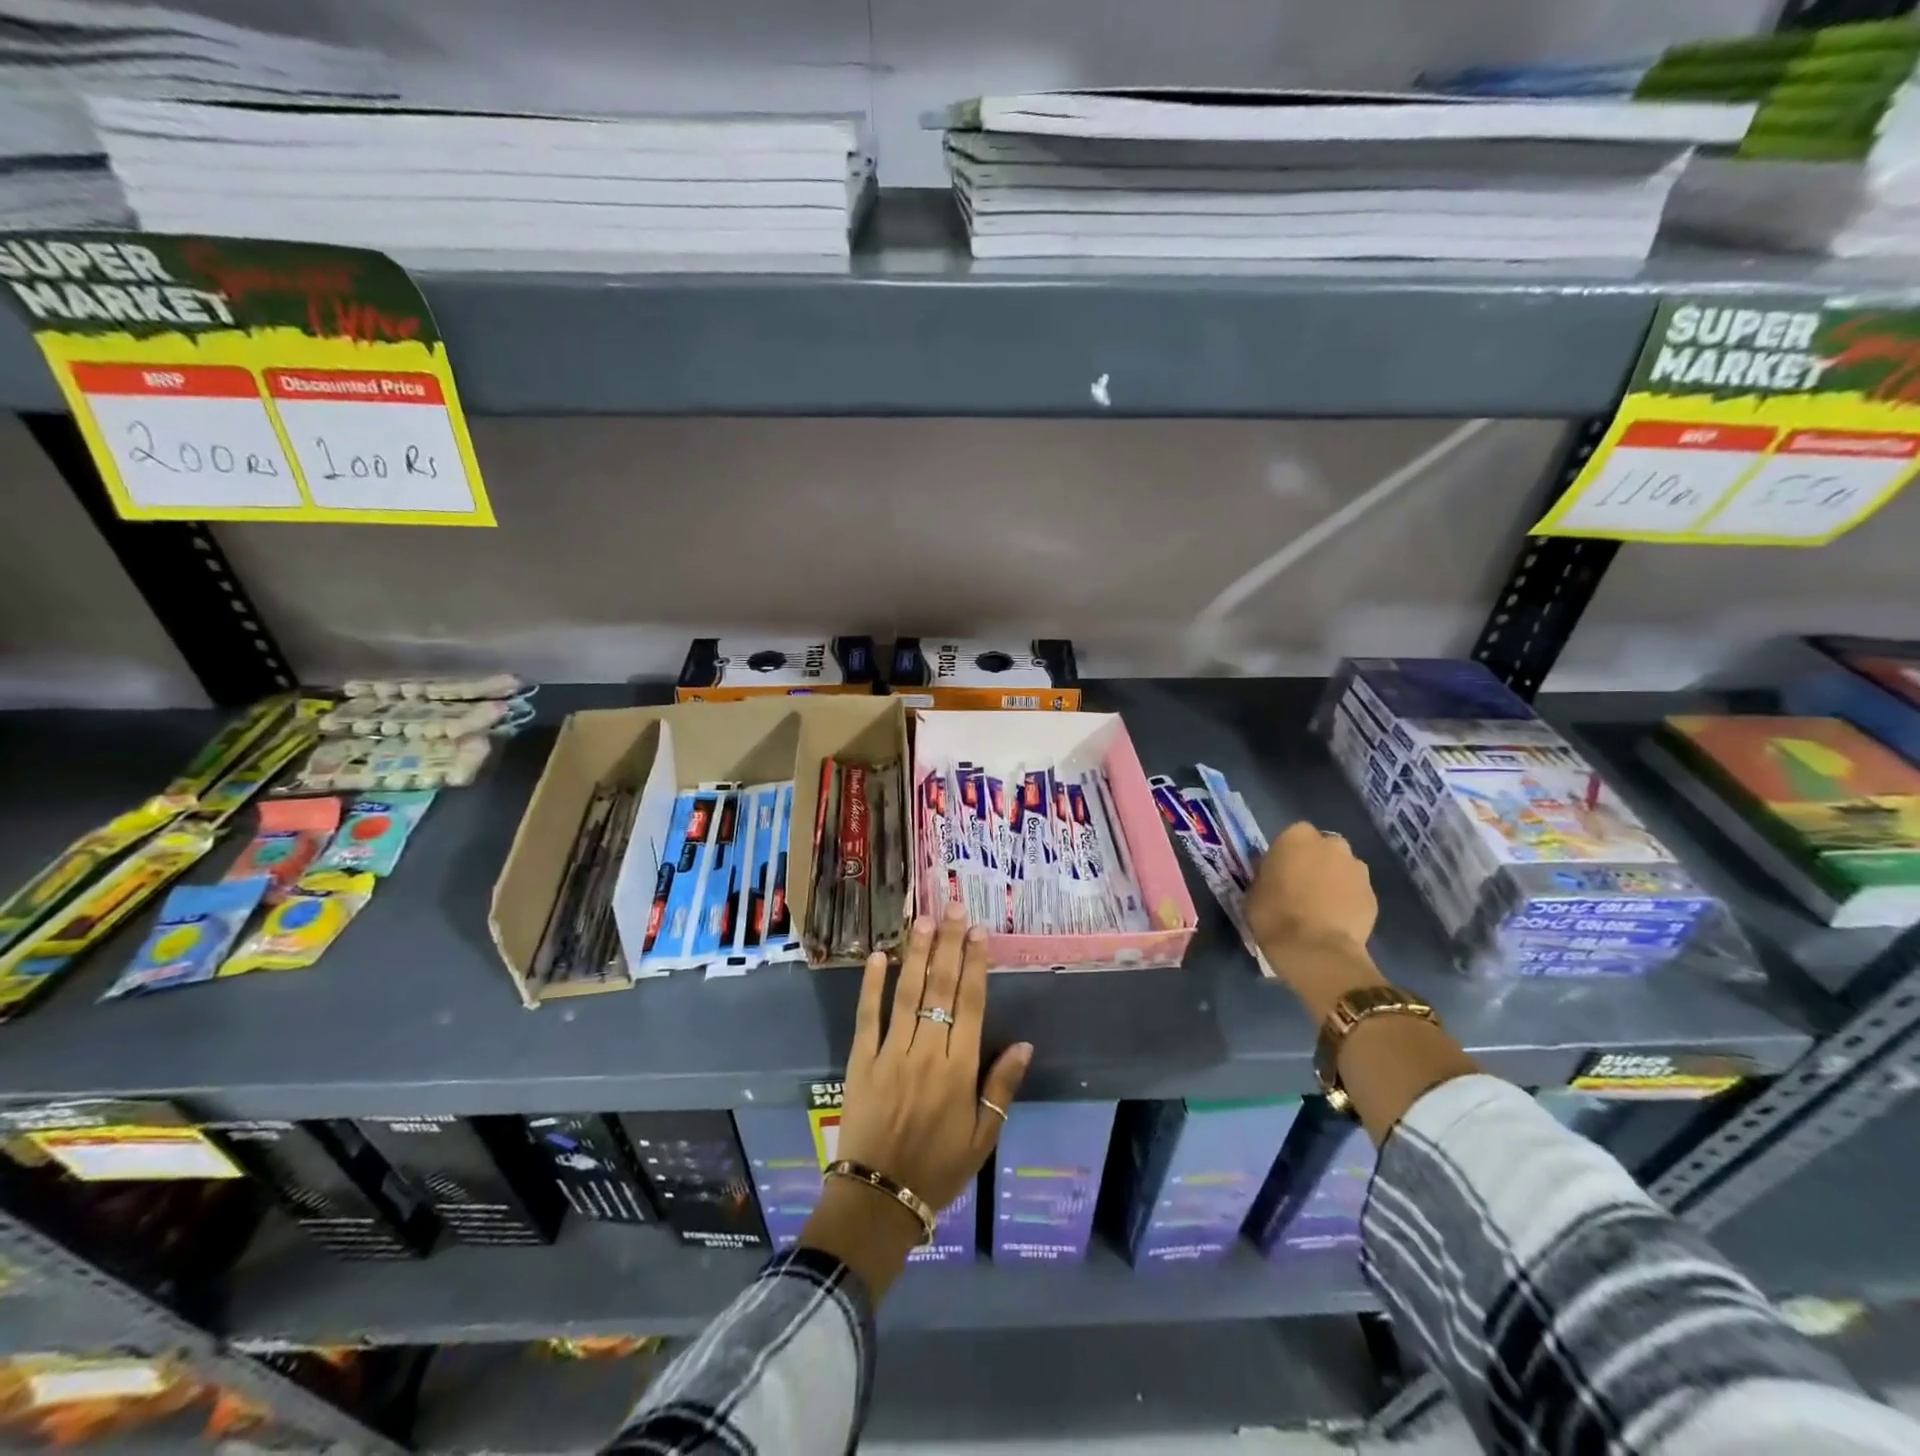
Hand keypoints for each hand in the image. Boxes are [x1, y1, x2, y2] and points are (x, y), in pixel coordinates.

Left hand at [839, 901, 1031, 1211]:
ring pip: (907, 994)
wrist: (878, 1197)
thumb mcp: (982, 1138)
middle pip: (941, 989)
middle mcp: (927, 1053)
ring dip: (916, 954)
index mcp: (959, 1071)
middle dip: (948, 945)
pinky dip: (873, 986)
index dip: (975, 964)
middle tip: (952, 907)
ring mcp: (891, 1054)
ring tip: (922, 920)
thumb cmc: (938, 1169)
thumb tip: (1025, 1045)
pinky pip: (867, 1017)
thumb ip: (1001, 1088)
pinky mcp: (861, 1061)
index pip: (972, 1005)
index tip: (978, 931)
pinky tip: (880, 957)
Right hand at [1245, 822, 1383, 1021]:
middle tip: (1302, 888)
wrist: (1316, 949)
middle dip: (1316, 863)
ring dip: (1334, 881)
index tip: (1280, 873)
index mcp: (1296, 837)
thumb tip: (1274, 875)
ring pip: (1343, 869)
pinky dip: (1348, 902)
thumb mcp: (1254, 890)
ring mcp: (1357, 868)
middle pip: (1323, 849)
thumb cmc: (1274, 914)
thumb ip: (1267, 875)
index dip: (1287, 855)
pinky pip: (1356, 892)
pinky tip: (1336, 922)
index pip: (1293, 836)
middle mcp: (1331, 844)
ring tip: (1322, 908)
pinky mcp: (1373, 895)